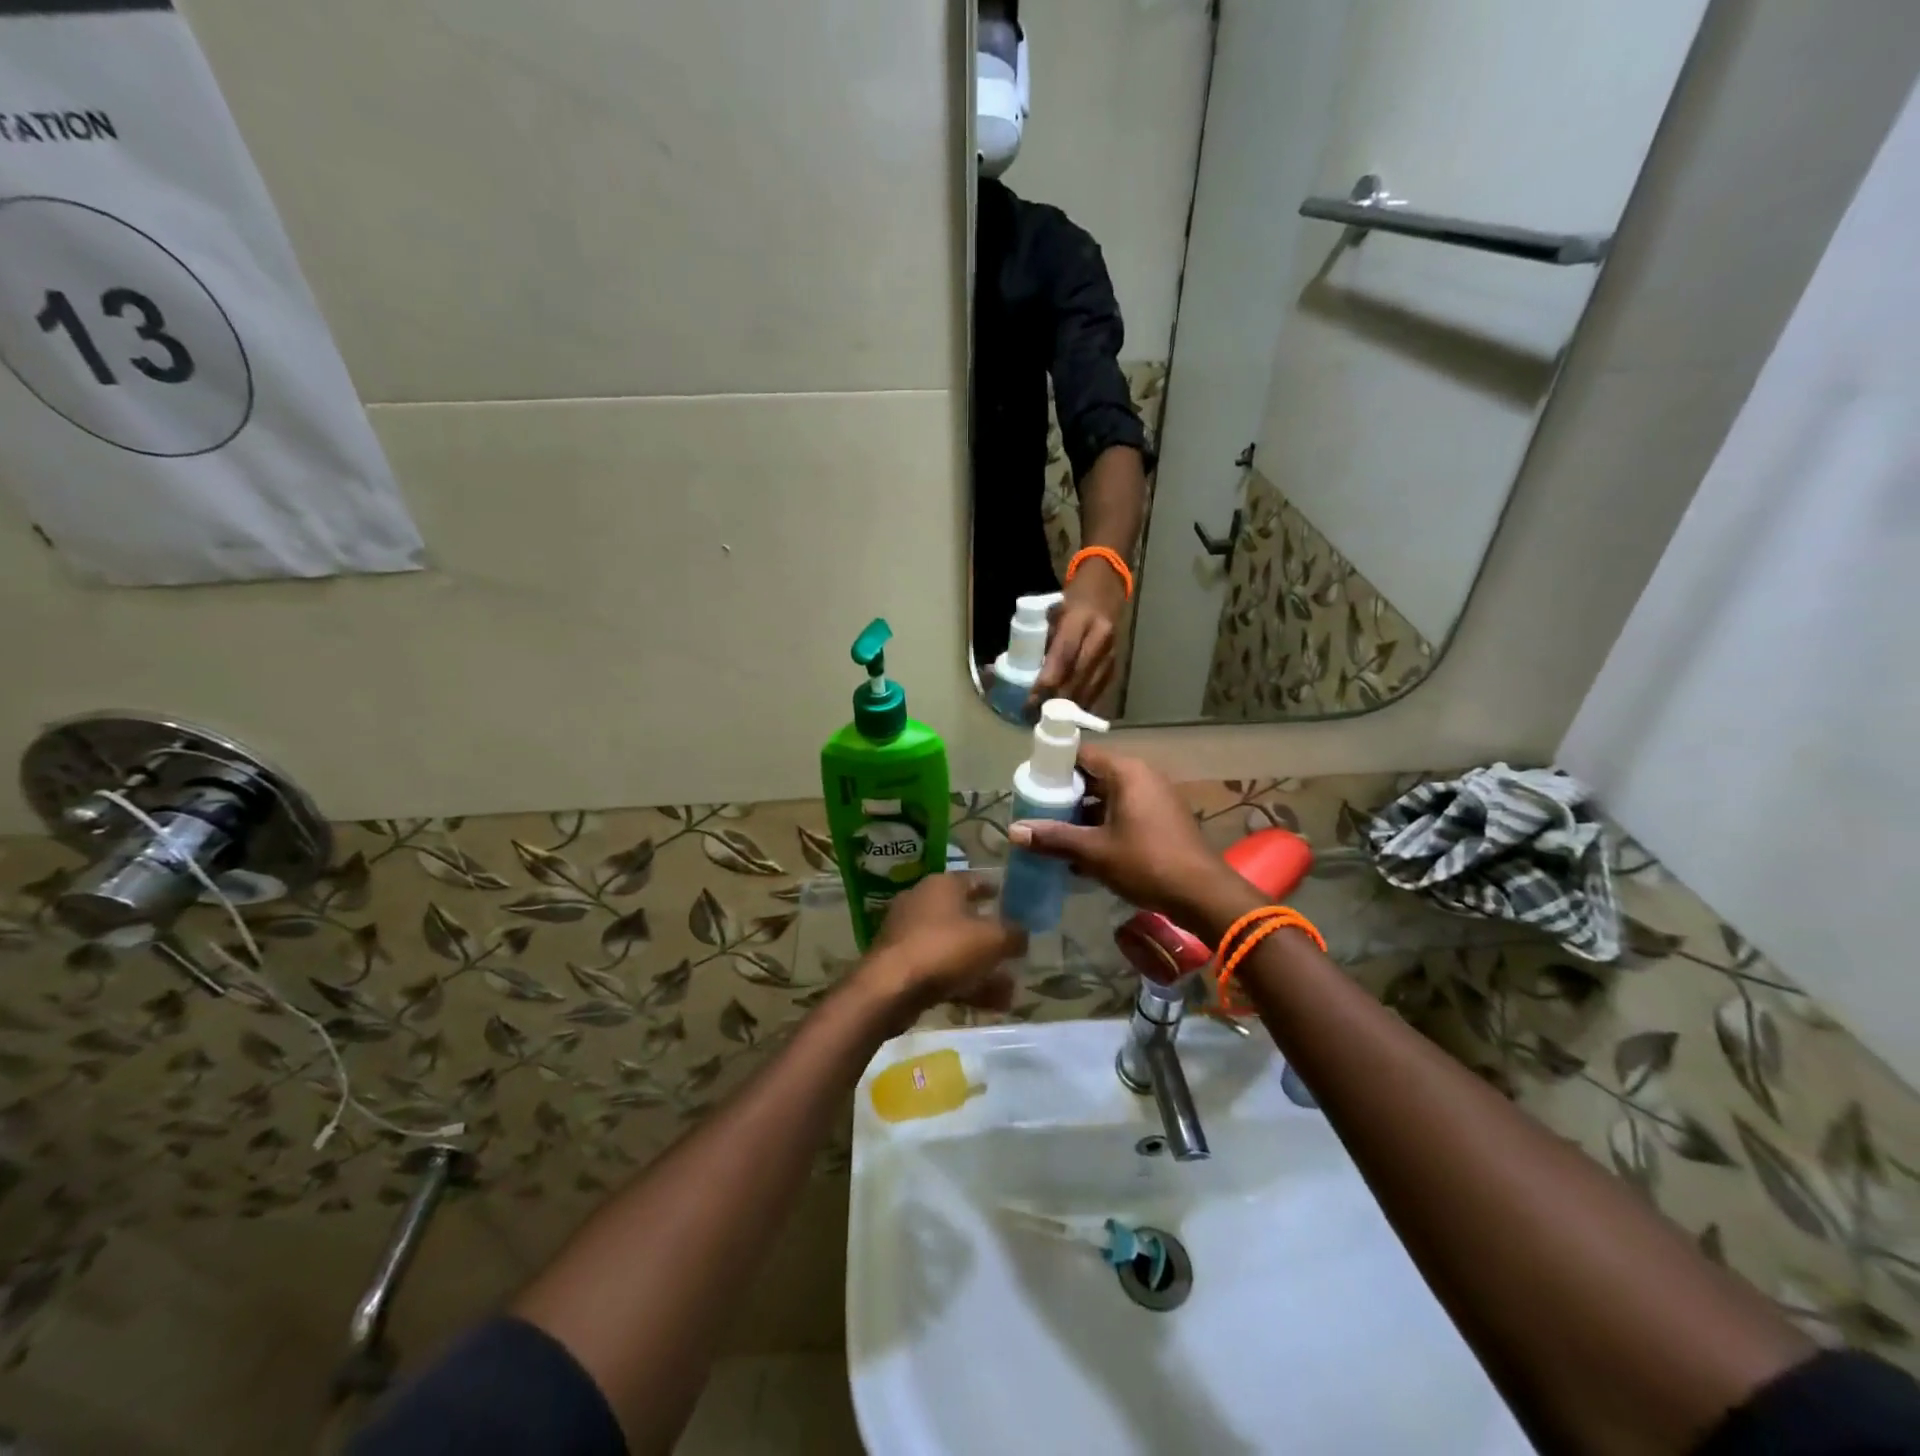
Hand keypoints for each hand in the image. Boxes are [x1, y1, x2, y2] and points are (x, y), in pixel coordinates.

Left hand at [854, 873, 1025, 1023]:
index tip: (1012, 900)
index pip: (974, 880)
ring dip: (982, 967)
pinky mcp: (901, 964)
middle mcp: (922, 902)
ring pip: (954, 948)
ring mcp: (908, 934)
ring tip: (1010, 989)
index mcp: (942, 885)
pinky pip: (941, 970)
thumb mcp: (993, 939)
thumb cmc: (945, 949)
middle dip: (991, 937)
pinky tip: (991, 1005)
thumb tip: (1022, 935)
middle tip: (1013, 951)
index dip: (996, 889)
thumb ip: (1014, 934)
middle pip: (964, 916)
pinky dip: (964, 983)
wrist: (890, 988)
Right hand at [1007, 747, 1252, 931]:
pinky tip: (1081, 852)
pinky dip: (1102, 826)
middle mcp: (1142, 776)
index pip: (1082, 754)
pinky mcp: (1161, 819)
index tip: (1031, 784)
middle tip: (1036, 812)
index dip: (1054, 766)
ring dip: (1082, 815)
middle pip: (1093, 775)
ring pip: (1108, 797)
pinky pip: (1123, 813)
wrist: (1202, 895)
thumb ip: (1053, 838)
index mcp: (1127, 772)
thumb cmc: (1146, 863)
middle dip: (1065, 795)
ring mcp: (1154, 798)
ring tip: (1053, 834)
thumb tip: (1013, 831)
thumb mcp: (1094, 851)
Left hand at [1030, 568, 1124, 709]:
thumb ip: (1037, 640)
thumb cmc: (1071, 600)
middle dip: (1057, 698)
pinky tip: (1069, 714)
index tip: (1031, 699)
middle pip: (1079, 675)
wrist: (1106, 588)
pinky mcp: (1117, 663)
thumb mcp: (1051, 611)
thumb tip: (1009, 671)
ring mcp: (1112, 651)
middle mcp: (1100, 635)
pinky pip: (1100, 688)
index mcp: (1081, 617)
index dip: (1048, 679)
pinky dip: (1083, 702)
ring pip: (1091, 686)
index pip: (1064, 654)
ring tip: (1049, 719)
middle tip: (1037, 715)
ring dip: (1070, 705)